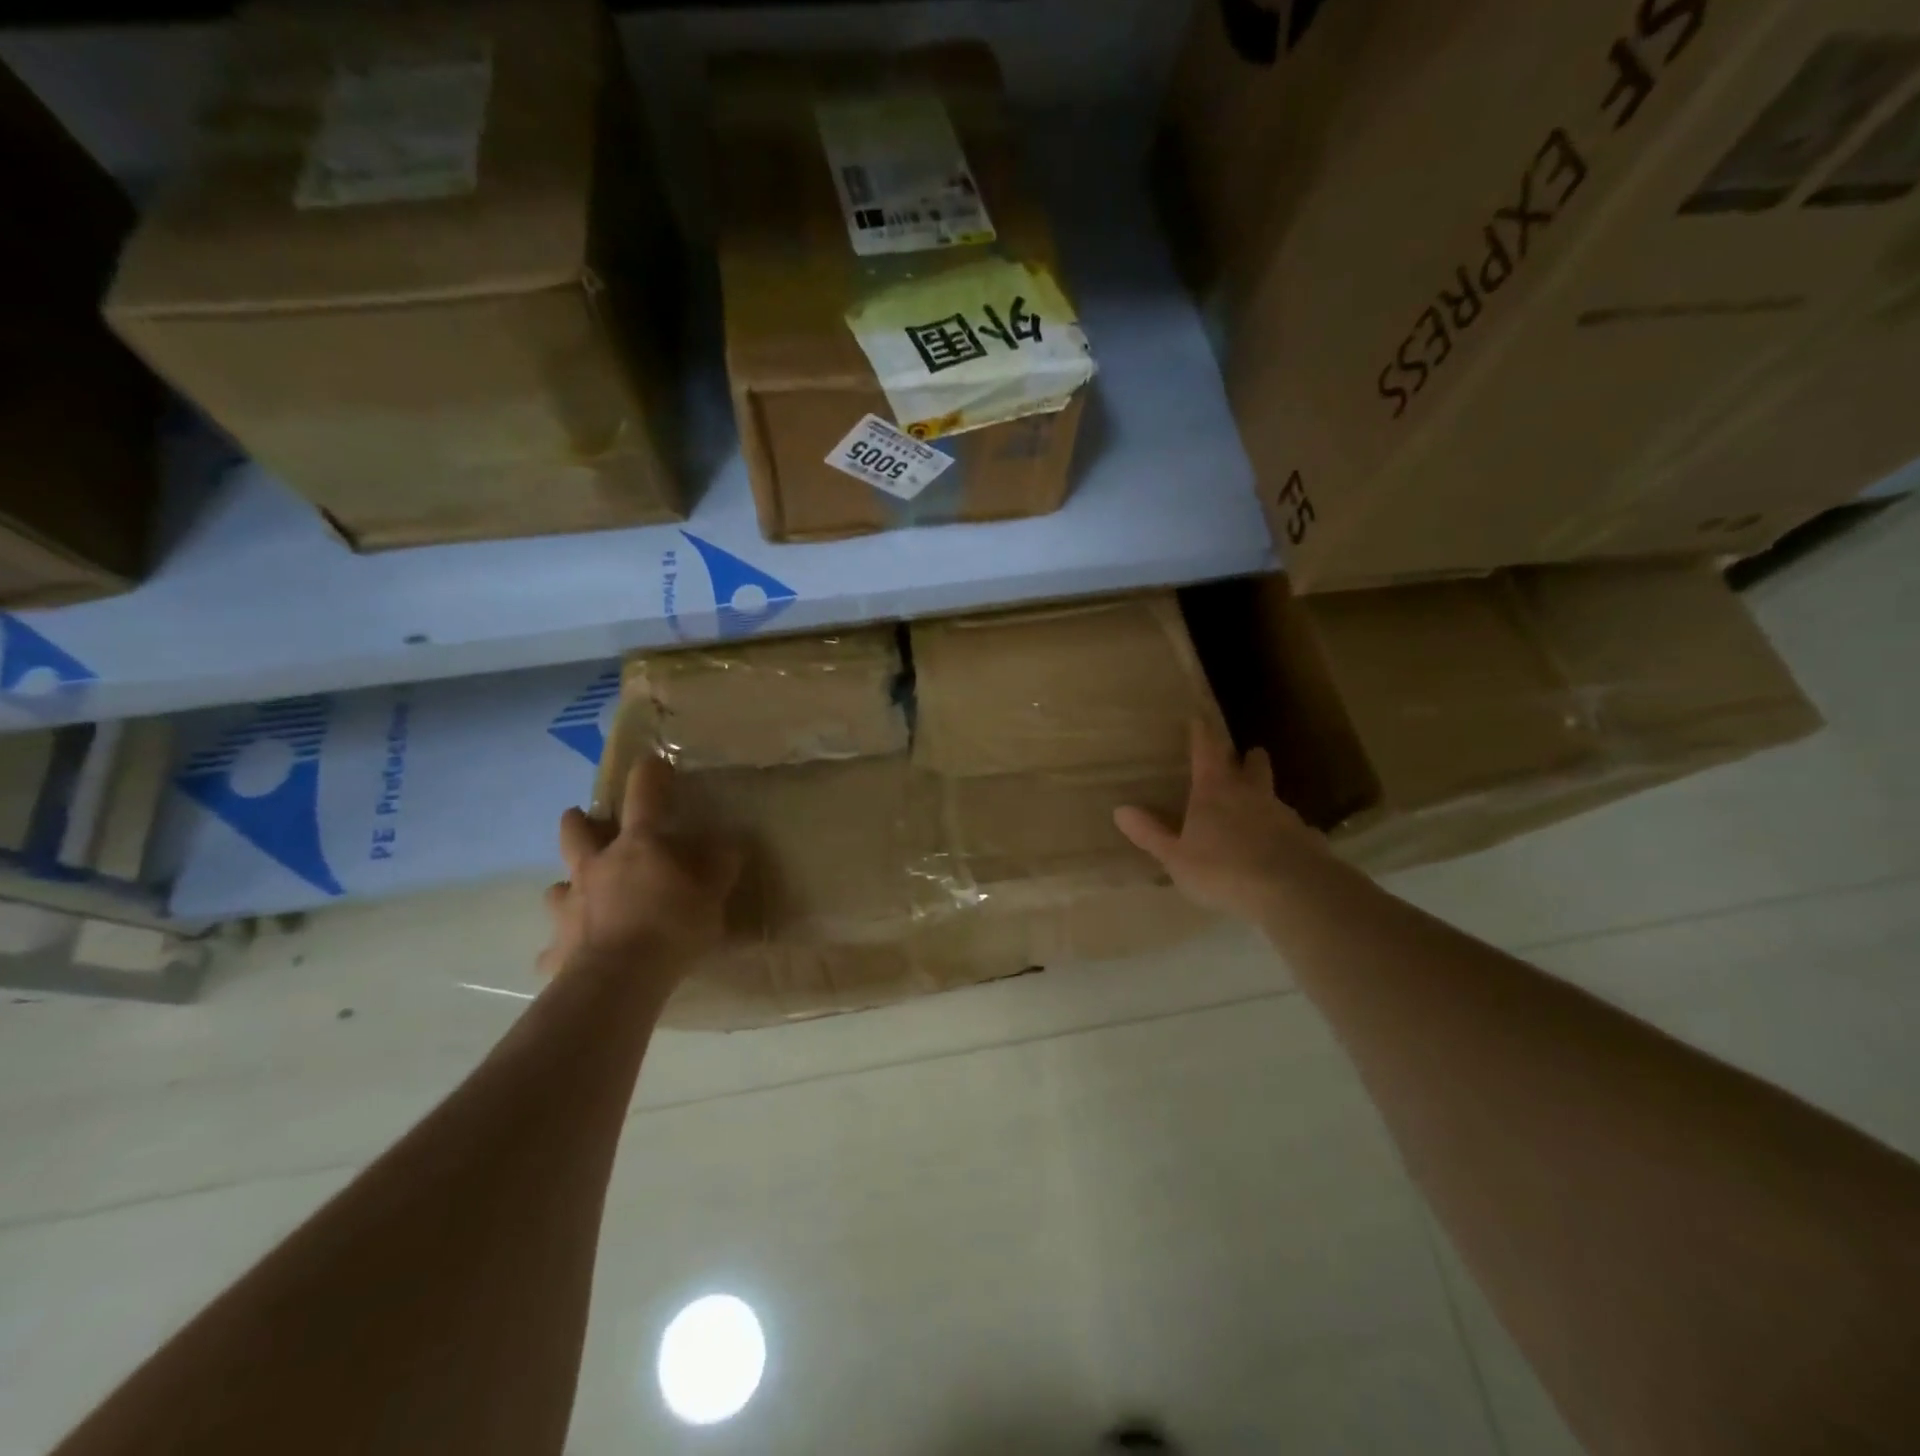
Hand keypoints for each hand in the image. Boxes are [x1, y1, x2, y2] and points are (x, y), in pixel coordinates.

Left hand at [537, 755, 740, 981]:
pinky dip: (562, 947)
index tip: (653, 763)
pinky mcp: (558, 946)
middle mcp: (597, 867)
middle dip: (578, 821)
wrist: (619, 981)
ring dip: (567, 885)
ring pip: (557, 886)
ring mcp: (571, 906)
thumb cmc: (672, 928)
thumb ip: (720, 867)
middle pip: (577, 833)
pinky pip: (555, 946)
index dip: (649, 775)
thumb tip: (728, 842)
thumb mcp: (712, 896)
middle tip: (583, 819)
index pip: (644, 797)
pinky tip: (569, 956)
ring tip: (577, 892)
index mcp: (639, 847)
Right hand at [1114, 718, 1331, 921]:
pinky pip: (1292, 827)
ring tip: (1258, 806)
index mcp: (1214, 792)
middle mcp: (1251, 794)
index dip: (1201, 734)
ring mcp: (1283, 814)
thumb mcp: (1176, 857)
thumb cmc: (1223, 869)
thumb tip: (1120, 810)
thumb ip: (1150, 834)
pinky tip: (1279, 847)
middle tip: (1246, 755)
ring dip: (1265, 795)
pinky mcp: (1306, 838)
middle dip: (1247, 758)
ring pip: (1273, 795)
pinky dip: (1283, 831)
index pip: (1206, 752)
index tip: (1199, 719)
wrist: (1292, 891)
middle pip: (1253, 765)